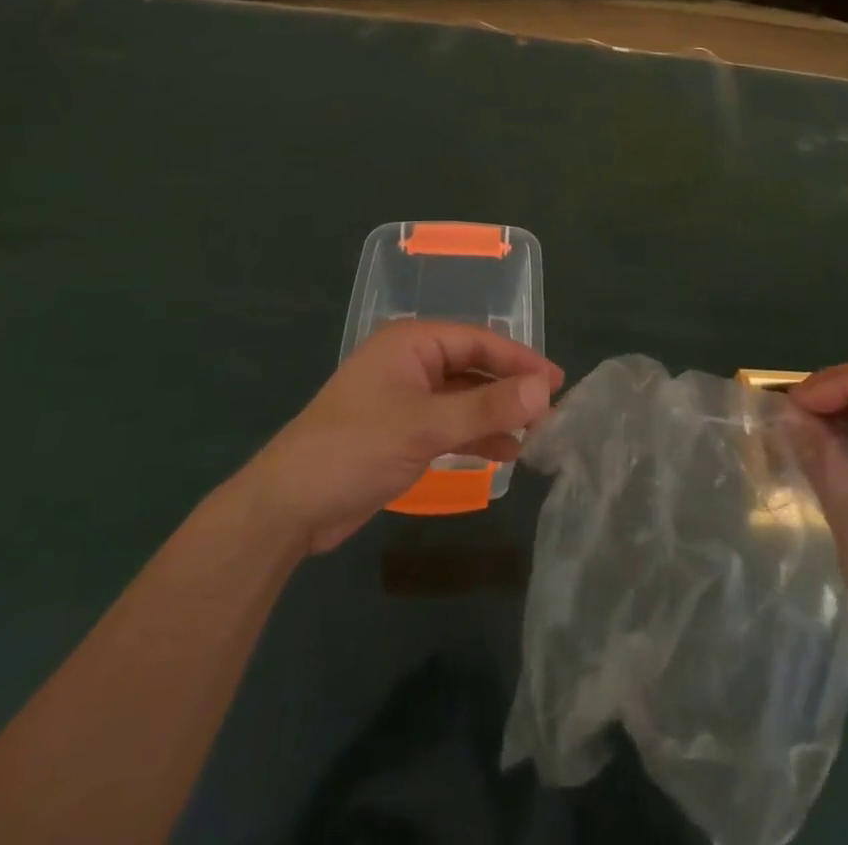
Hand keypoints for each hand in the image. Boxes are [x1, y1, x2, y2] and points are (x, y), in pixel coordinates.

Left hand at [245, 320, 562, 556]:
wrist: (289, 506)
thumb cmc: (357, 448)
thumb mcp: (427, 426)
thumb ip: (489, 407)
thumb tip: (545, 390)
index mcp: (413, 342)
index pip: (479, 340)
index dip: (521, 360)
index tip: (558, 382)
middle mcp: (411, 362)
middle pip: (474, 367)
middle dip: (511, 388)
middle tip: (552, 411)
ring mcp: (406, 397)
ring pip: (464, 398)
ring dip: (497, 414)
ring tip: (536, 435)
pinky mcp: (402, 431)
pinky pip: (450, 424)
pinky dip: (476, 435)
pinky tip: (505, 453)